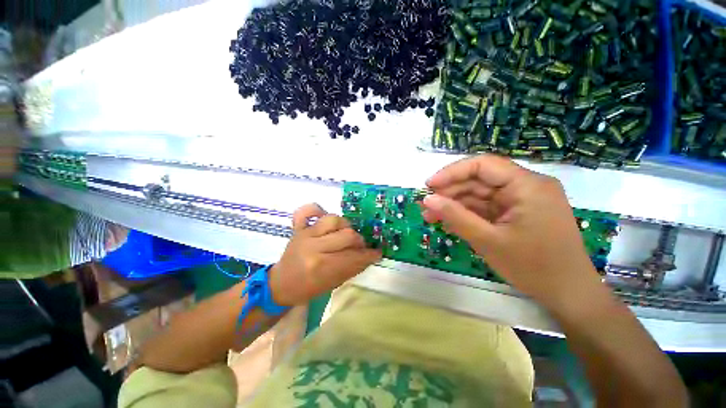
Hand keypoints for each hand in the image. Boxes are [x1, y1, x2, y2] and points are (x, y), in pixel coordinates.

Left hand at [269, 203, 381, 306]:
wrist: (281, 284)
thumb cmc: (308, 288)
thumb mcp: (333, 284)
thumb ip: (353, 268)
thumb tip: (371, 255)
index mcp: (321, 266)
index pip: (353, 257)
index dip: (369, 255)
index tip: (377, 253)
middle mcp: (313, 247)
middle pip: (347, 235)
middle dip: (359, 241)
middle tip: (360, 246)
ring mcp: (305, 234)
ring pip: (334, 219)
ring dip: (345, 226)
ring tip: (345, 233)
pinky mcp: (298, 227)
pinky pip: (307, 210)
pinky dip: (317, 209)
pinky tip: (324, 216)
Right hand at [421, 154, 599, 307]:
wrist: (568, 294)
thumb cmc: (533, 267)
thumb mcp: (488, 241)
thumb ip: (455, 216)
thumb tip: (428, 200)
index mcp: (527, 185)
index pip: (483, 165)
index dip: (451, 173)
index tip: (429, 186)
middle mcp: (526, 186)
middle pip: (479, 180)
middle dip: (450, 192)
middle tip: (426, 206)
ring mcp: (521, 200)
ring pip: (479, 195)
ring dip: (454, 205)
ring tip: (430, 217)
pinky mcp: (517, 213)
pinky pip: (486, 208)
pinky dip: (467, 214)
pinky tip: (448, 222)